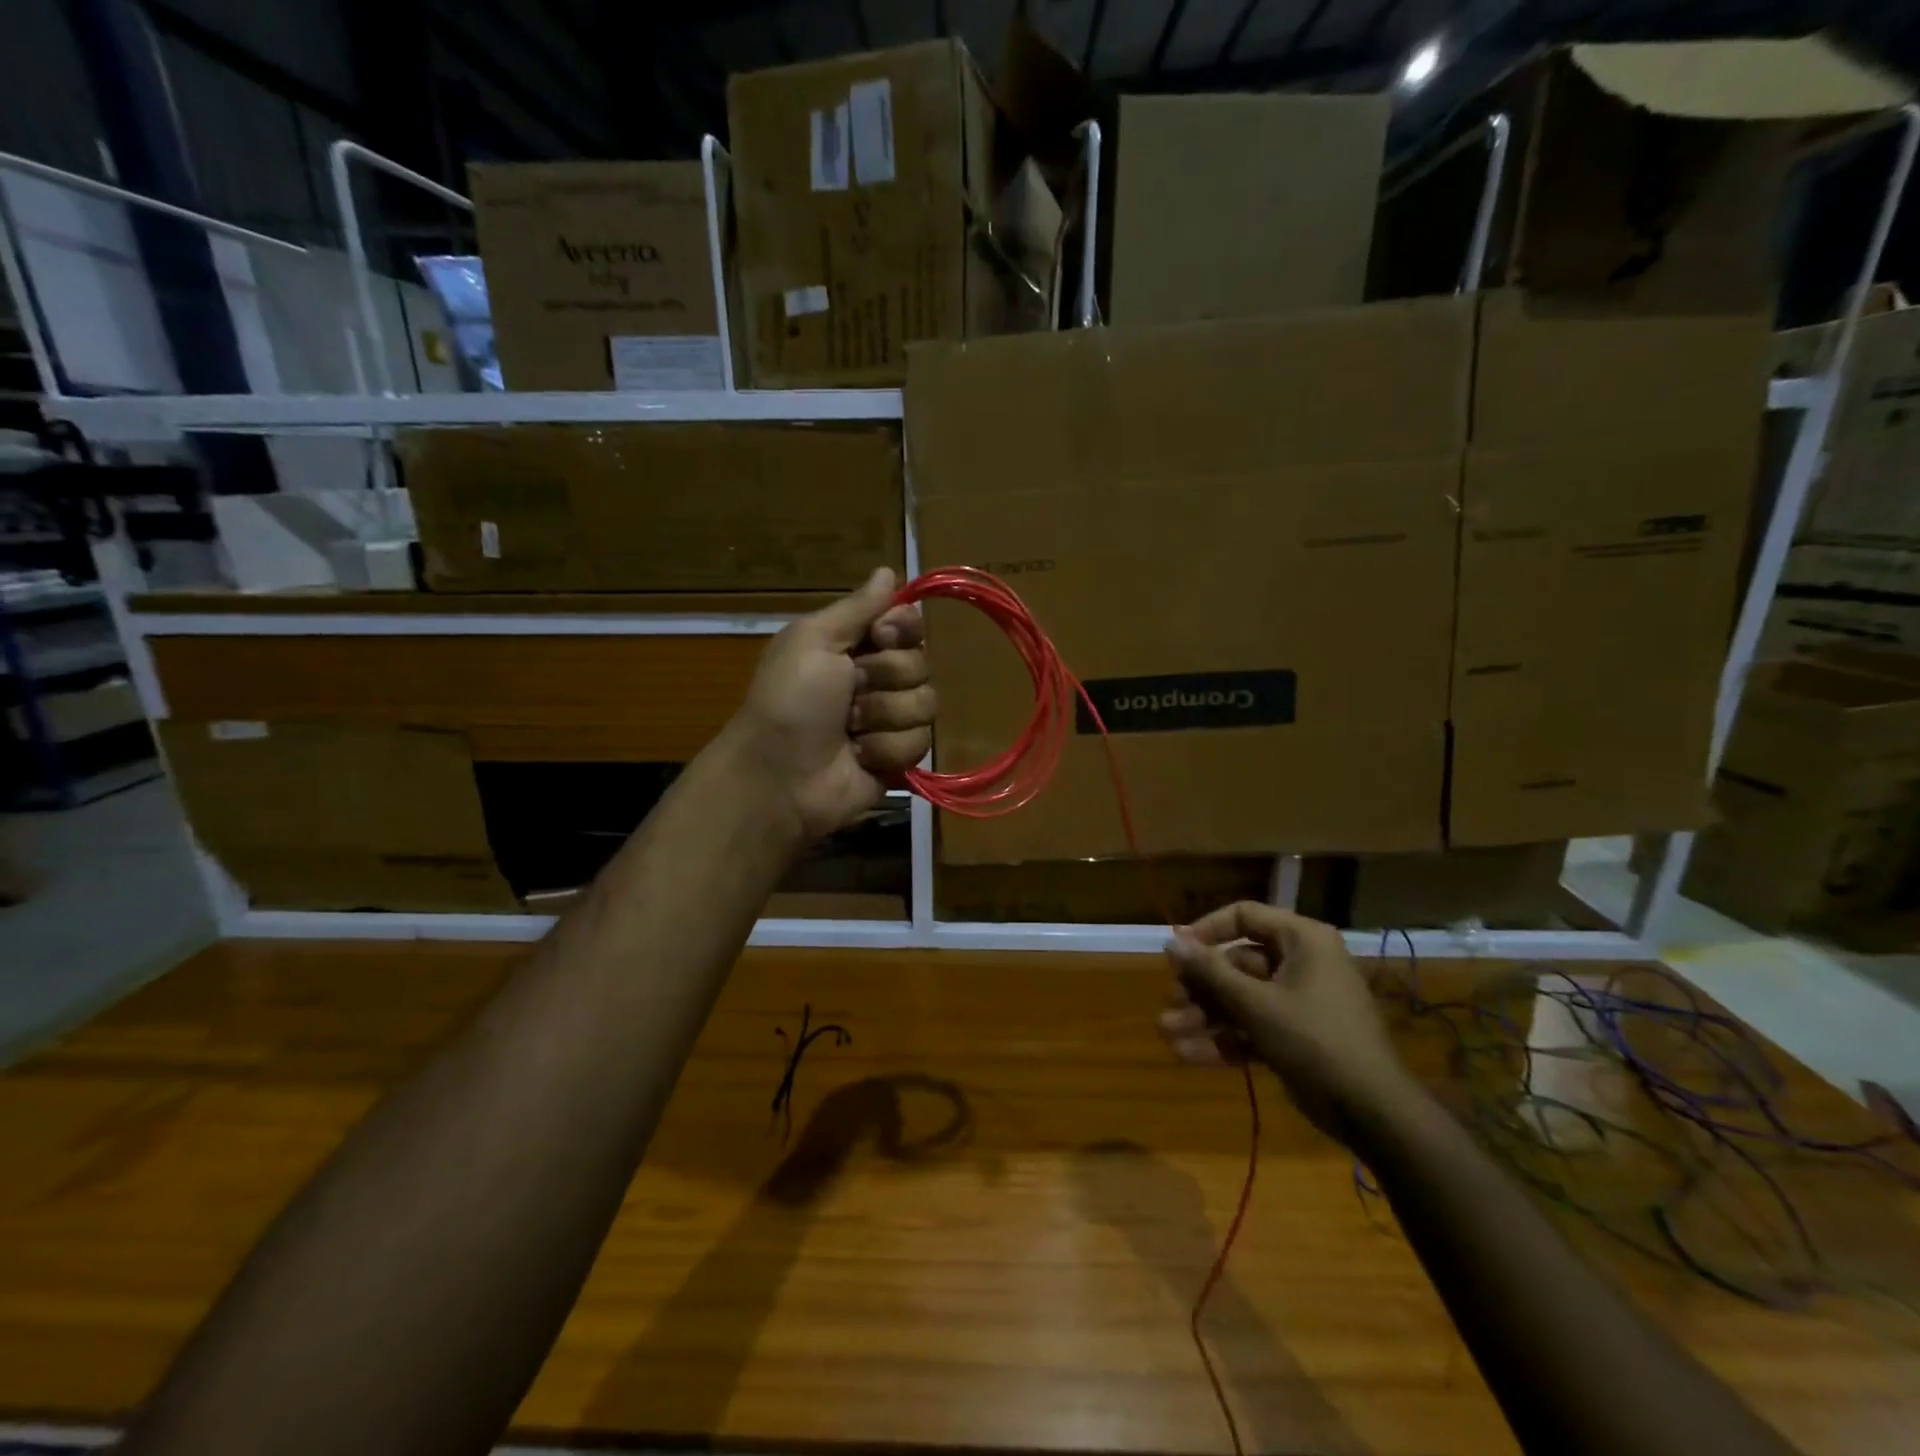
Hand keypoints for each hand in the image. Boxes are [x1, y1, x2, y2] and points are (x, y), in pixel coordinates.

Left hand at [726, 568, 932, 841]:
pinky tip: (859, 756)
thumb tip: (887, 571)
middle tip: (850, 692)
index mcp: (853, 646)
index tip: (880, 637)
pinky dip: (885, 749)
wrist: (778, 776)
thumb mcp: (813, 640)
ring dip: (883, 717)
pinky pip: (920, 742)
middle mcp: (876, 680)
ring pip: (926, 704)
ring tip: (850, 730)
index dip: (902, 629)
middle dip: (886, 678)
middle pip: (921, 663)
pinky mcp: (898, 758)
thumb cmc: (789, 701)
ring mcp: (889, 721)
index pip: (907, 624)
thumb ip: (857, 607)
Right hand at [1159, 902, 1418, 1145]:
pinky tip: (1188, 1054)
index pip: (1245, 916)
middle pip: (1237, 963)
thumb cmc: (1315, 1040)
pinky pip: (1253, 1027)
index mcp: (1302, 941)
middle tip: (1170, 1002)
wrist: (1373, 1113)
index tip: (1176, 951)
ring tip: (1168, 1033)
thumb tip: (1171, 941)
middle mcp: (1302, 963)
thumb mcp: (1256, 1003)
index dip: (1206, 930)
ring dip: (1205, 1017)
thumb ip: (1210, 971)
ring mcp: (1300, 1002)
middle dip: (1200, 987)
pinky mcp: (1297, 1036)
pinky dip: (1225, 1040)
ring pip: (1241, 999)